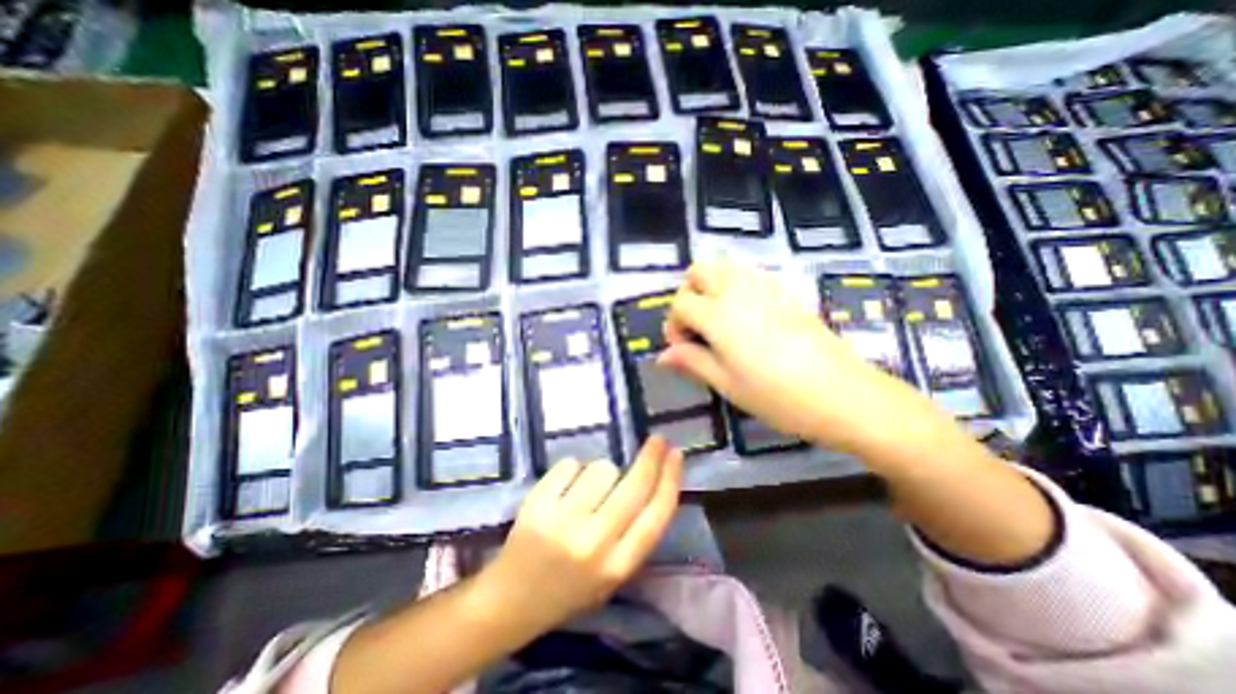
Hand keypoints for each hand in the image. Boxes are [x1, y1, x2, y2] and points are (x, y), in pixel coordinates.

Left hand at [474, 440, 686, 634]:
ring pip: (602, 468)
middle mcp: (594, 543)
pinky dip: (573, 470)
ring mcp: (563, 522)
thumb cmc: (569, 588)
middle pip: (634, 486)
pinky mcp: (537, 504)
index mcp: (618, 566)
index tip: (677, 454)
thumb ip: (635, 533)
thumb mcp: (613, 573)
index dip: (671, 479)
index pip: (656, 514)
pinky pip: (571, 465)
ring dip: (602, 472)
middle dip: (651, 457)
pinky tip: (564, 489)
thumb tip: (655, 480)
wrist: (511, 601)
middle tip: (657, 440)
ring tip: (587, 490)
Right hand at [661, 260, 942, 453]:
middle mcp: (738, 290)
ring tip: (719, 320)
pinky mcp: (787, 290)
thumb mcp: (727, 384)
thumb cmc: (777, 396)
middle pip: (699, 270)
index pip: (681, 303)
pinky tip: (747, 317)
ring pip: (726, 266)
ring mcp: (766, 286)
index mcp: (718, 315)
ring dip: (712, 286)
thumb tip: (663, 356)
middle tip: (697, 325)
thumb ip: (692, 362)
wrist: (842, 394)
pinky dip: (737, 286)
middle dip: (689, 293)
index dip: (674, 324)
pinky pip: (751, 274)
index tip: (683, 348)